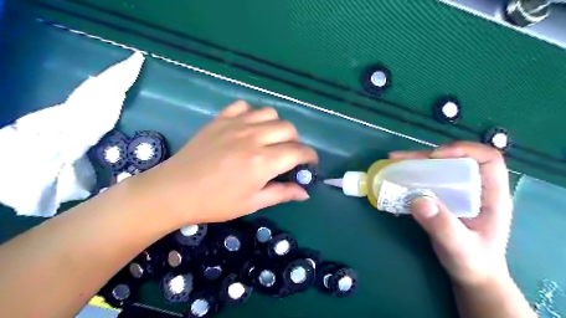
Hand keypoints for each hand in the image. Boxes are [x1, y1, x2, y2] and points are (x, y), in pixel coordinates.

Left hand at [133, 101, 315, 225]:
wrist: (175, 191)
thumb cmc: (216, 202)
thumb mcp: (253, 203)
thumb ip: (282, 194)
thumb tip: (305, 192)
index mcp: (263, 161)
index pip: (298, 152)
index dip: (310, 157)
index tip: (310, 164)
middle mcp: (254, 137)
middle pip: (288, 129)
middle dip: (295, 142)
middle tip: (288, 155)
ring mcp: (236, 124)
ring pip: (270, 113)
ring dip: (276, 126)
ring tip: (270, 139)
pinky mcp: (221, 119)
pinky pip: (244, 106)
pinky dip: (252, 114)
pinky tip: (248, 127)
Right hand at [390, 142, 513, 286]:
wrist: (471, 275)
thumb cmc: (473, 262)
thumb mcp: (460, 248)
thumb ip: (443, 226)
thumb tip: (418, 199)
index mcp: (491, 195)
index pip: (487, 159)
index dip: (463, 150)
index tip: (435, 157)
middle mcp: (475, 188)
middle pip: (454, 160)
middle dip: (426, 156)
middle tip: (400, 159)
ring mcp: (457, 192)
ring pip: (437, 168)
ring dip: (414, 164)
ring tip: (392, 164)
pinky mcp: (442, 198)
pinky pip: (426, 181)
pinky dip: (410, 178)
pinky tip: (395, 181)